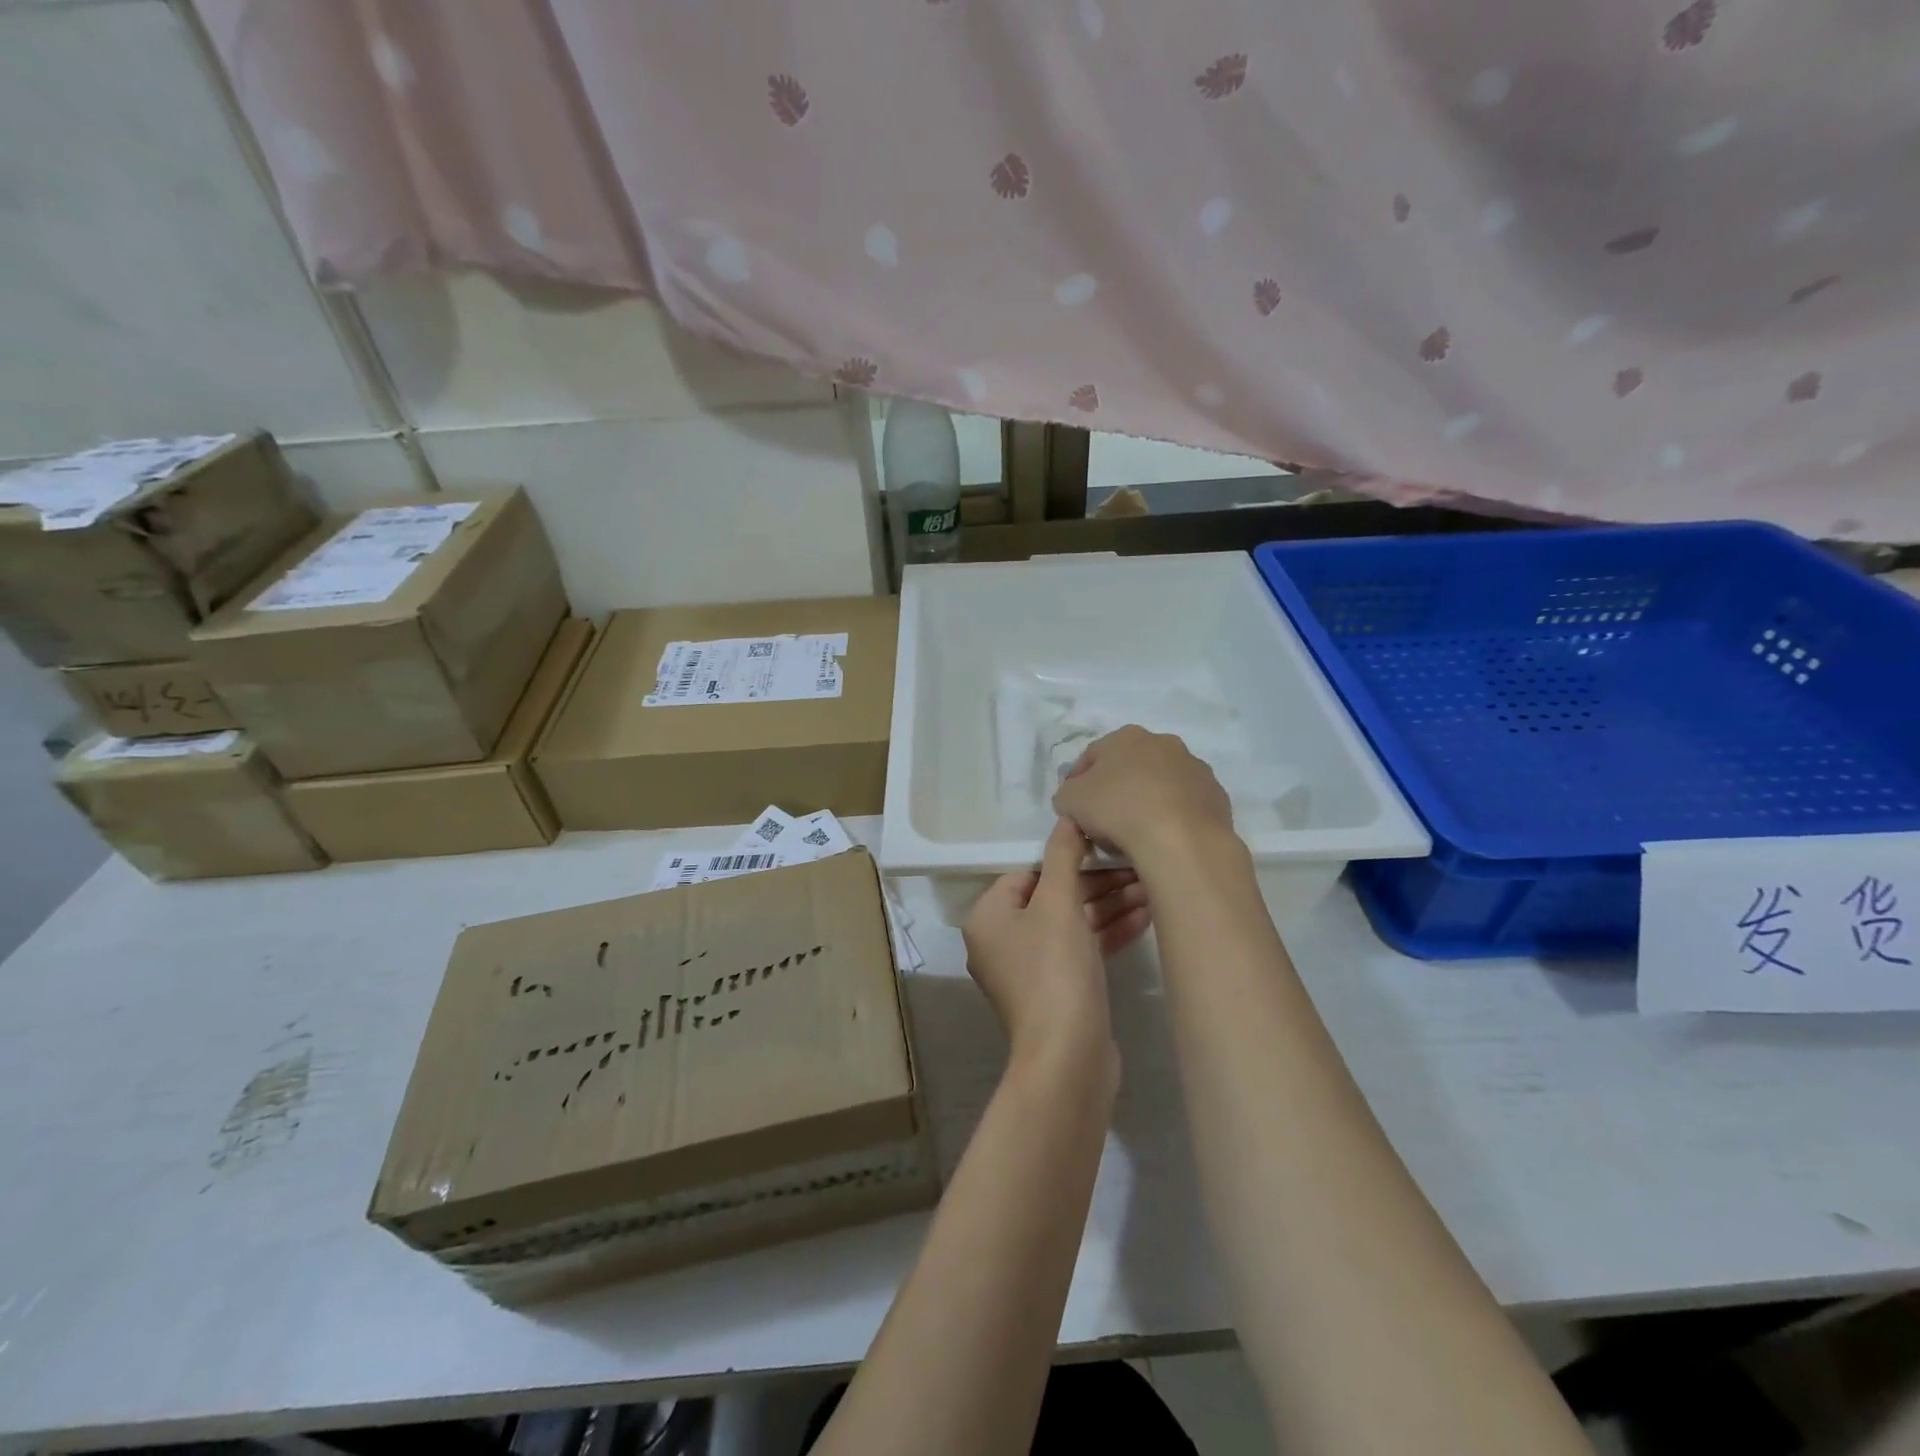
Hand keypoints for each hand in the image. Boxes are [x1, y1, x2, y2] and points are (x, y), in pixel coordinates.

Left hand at [962, 819, 1150, 1069]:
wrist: (1068, 1058)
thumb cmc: (1054, 970)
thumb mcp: (1058, 904)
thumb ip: (1063, 856)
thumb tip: (1066, 817)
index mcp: (989, 917)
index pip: (1027, 873)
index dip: (1066, 860)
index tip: (1104, 851)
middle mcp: (1003, 941)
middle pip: (1053, 898)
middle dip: (1097, 884)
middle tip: (1139, 870)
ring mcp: (1030, 970)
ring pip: (1072, 924)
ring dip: (1110, 906)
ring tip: (1152, 889)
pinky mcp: (1058, 991)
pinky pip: (1082, 949)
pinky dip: (1109, 934)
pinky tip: (1146, 917)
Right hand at [1052, 725, 1234, 867]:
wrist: (1181, 841)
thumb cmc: (1118, 810)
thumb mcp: (1069, 801)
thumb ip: (1066, 794)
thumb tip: (1072, 798)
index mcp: (1126, 737)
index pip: (1091, 756)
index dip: (1077, 782)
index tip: (1072, 808)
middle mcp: (1164, 743)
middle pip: (1130, 767)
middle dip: (1116, 789)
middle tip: (1104, 821)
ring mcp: (1195, 768)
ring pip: (1161, 784)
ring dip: (1148, 801)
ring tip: (1136, 834)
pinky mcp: (1217, 796)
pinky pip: (1185, 805)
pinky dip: (1173, 817)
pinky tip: (1164, 839)